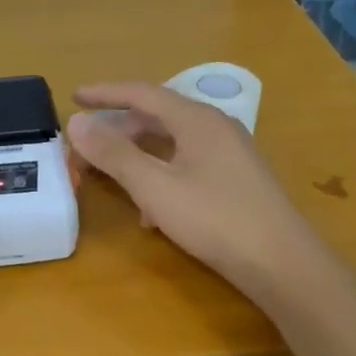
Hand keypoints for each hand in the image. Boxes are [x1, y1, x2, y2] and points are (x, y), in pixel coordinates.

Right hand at [66, 82, 330, 307]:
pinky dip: (162, 176)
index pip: (142, 93)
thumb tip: (76, 122)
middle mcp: (215, 127)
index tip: (74, 96)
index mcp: (196, 119)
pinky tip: (152, 213)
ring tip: (114, 179)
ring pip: (172, 143)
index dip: (105, 93)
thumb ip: (114, 153)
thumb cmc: (215, 218)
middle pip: (157, 117)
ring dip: (139, 157)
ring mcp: (230, 153)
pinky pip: (188, 164)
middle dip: (119, 129)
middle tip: (88, 145)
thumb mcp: (154, 187)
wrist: (282, 263)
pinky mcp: (237, 179)